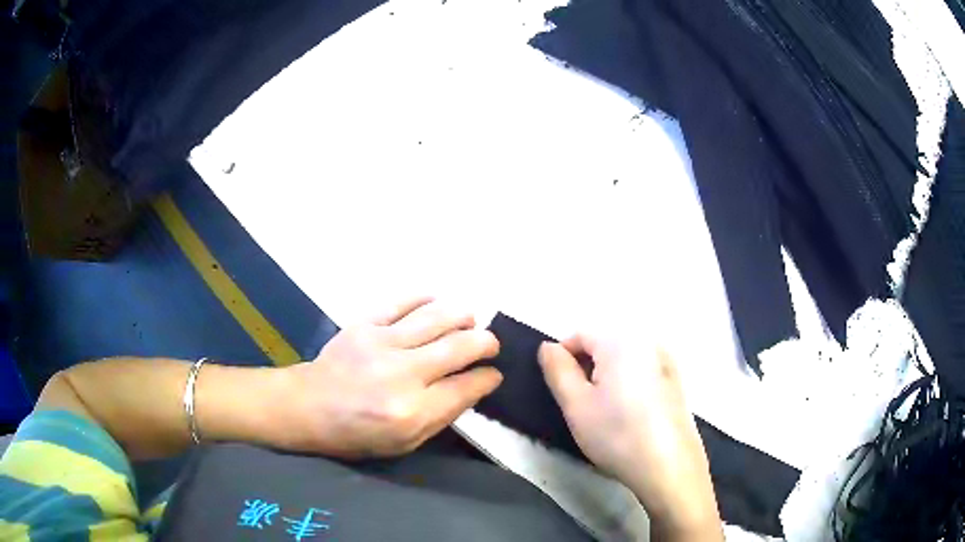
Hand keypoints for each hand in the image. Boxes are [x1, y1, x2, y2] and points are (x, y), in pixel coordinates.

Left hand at [275, 298, 501, 457]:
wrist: (308, 406)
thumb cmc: (356, 433)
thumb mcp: (404, 443)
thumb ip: (442, 416)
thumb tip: (472, 386)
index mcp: (412, 411)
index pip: (465, 387)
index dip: (488, 378)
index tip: (493, 374)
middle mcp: (401, 374)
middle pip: (458, 347)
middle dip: (485, 342)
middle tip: (490, 344)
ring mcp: (381, 344)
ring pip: (436, 318)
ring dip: (462, 316)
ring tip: (470, 320)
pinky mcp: (363, 324)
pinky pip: (401, 303)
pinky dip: (425, 299)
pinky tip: (437, 301)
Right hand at [538, 336, 722, 539]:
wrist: (669, 466)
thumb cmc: (617, 435)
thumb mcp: (575, 405)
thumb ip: (557, 370)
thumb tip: (548, 346)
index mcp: (620, 341)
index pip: (580, 335)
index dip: (563, 359)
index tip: (561, 391)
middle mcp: (646, 341)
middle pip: (604, 346)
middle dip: (587, 370)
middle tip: (582, 406)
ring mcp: (666, 360)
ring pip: (624, 360)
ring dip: (609, 378)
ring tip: (607, 413)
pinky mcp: (677, 381)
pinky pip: (643, 372)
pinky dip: (631, 385)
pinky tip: (632, 415)